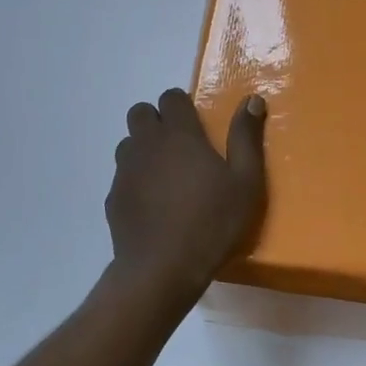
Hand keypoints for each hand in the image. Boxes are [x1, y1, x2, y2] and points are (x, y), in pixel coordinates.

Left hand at [106, 87, 266, 299]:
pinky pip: (122, 176)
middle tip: (181, 147)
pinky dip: (136, 181)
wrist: (162, 268)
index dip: (182, 106)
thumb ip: (246, 137)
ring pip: (129, 144)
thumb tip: (252, 100)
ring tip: (166, 176)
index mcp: (179, 135)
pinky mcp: (113, 198)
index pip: (171, 97)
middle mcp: (147, 144)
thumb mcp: (245, 181)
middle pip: (141, 113)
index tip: (197, 126)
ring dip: (144, 149)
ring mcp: (125, 171)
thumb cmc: (212, 222)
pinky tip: (153, 205)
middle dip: (157, 120)